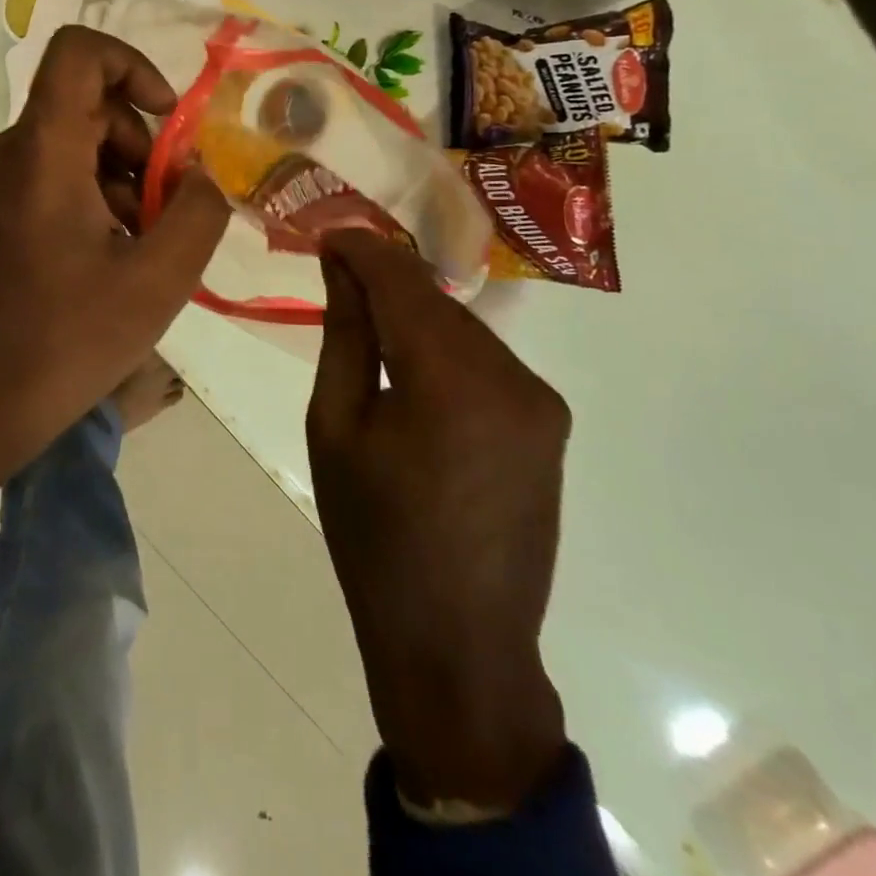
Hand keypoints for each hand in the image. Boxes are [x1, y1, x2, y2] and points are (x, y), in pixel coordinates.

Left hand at [0, 26, 229, 494]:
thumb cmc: (69, 339)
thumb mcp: (159, 279)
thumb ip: (198, 211)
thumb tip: (200, 175)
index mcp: (43, 153)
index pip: (79, 52)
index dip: (133, 66)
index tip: (169, 121)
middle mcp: (11, 152)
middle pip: (88, 104)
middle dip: (142, 144)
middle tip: (166, 208)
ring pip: (76, 141)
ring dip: (123, 176)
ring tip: (143, 241)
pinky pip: (56, 173)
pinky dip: (95, 194)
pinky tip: (114, 252)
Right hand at [308, 230, 570, 810]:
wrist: (457, 642)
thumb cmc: (374, 536)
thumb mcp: (335, 428)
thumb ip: (345, 336)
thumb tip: (341, 266)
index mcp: (451, 382)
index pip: (401, 281)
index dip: (361, 248)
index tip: (326, 233)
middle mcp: (512, 378)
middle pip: (435, 299)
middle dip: (385, 277)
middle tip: (336, 268)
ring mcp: (540, 401)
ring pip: (461, 325)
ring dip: (414, 312)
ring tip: (366, 317)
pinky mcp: (549, 422)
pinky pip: (484, 359)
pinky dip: (442, 346)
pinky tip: (411, 363)